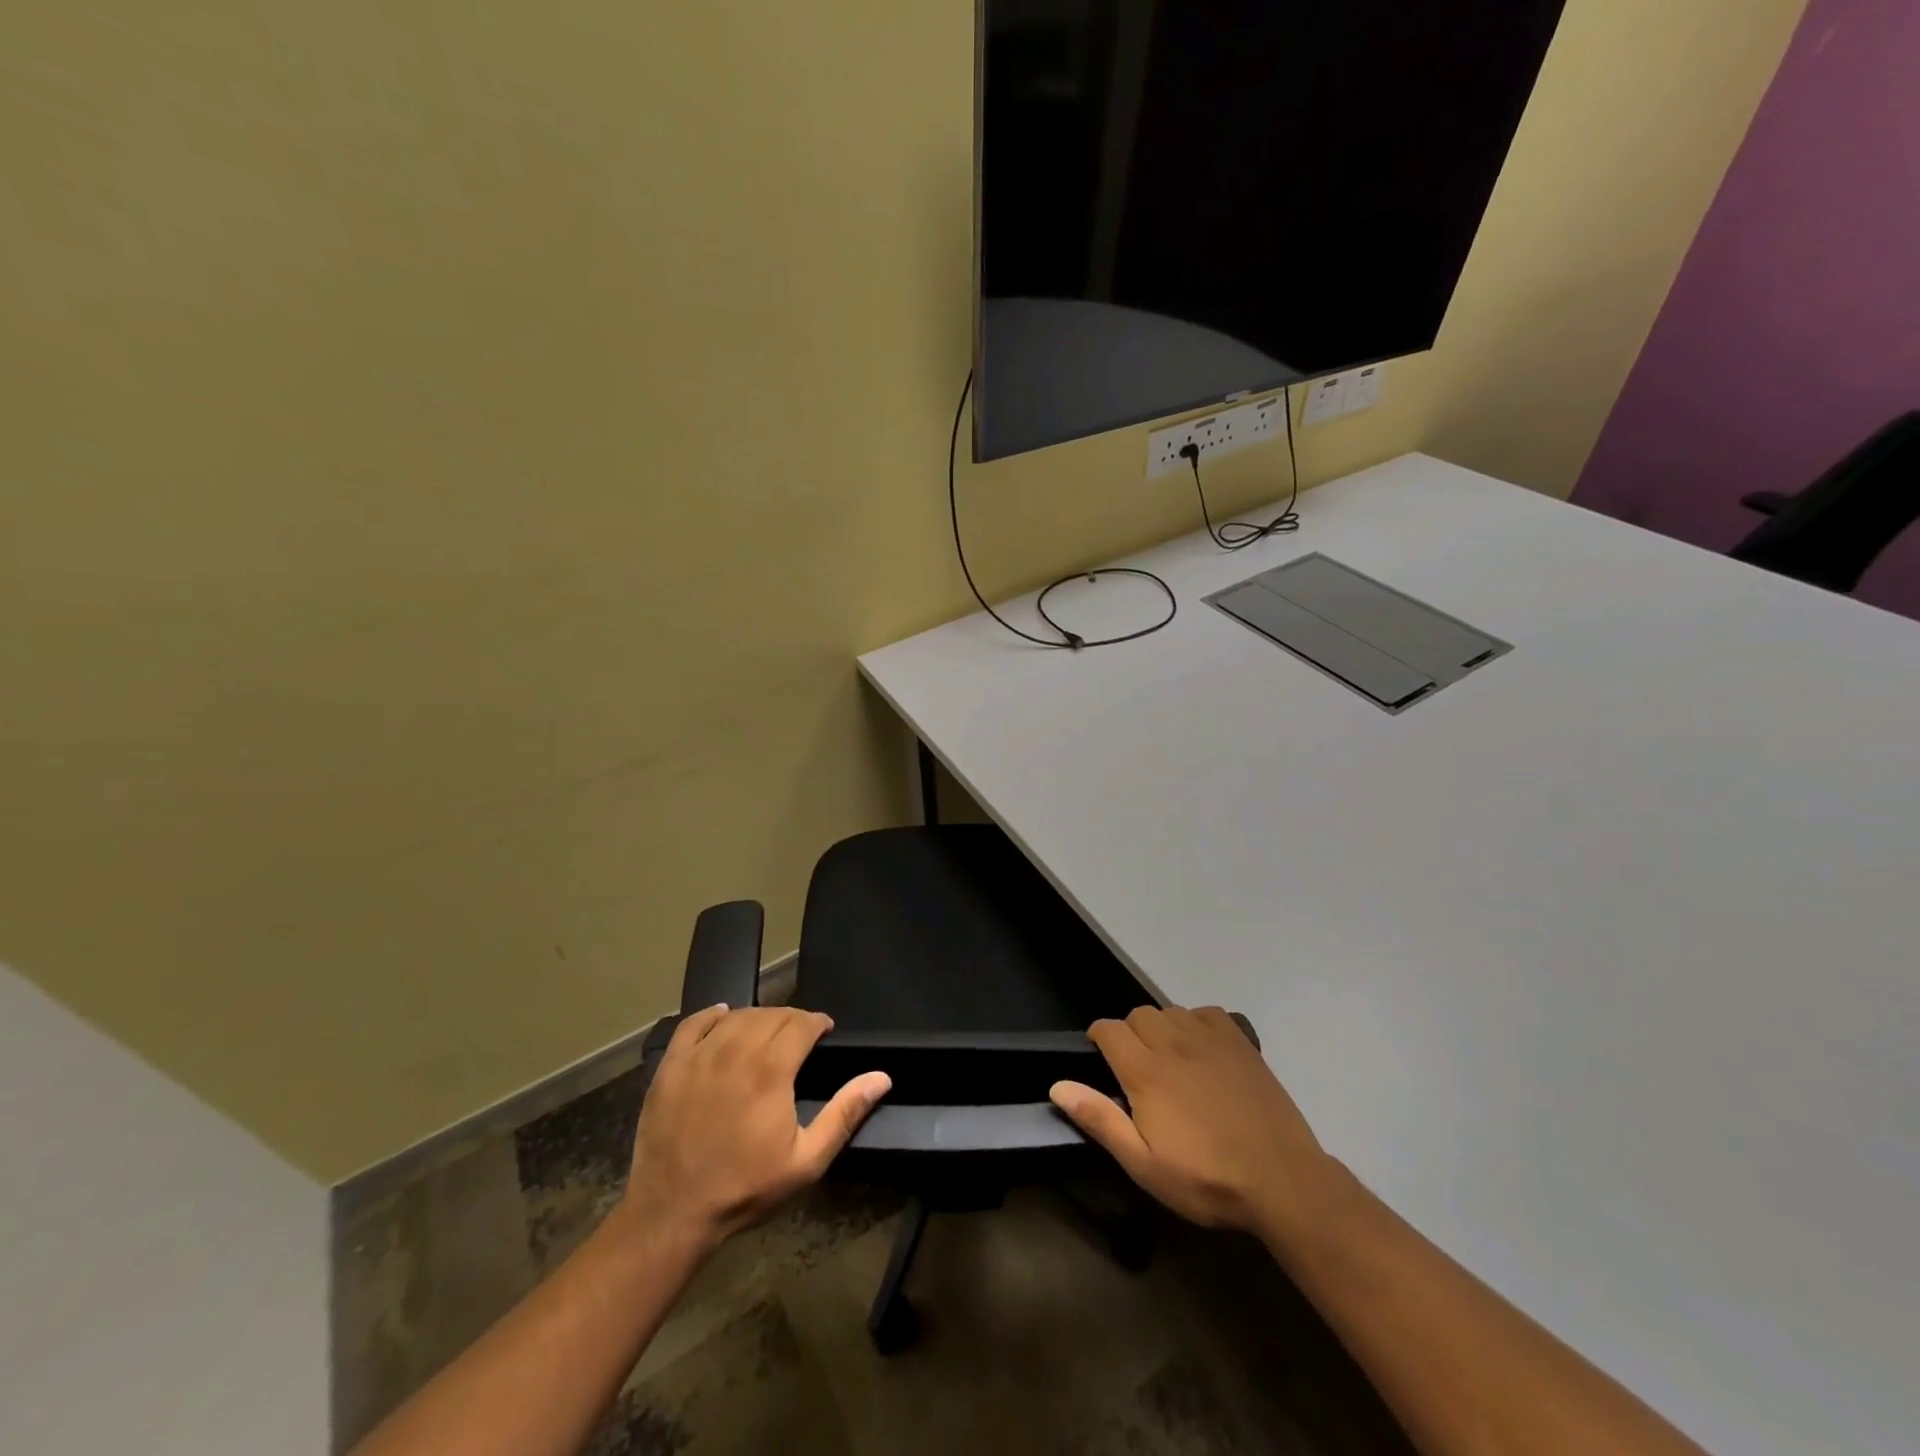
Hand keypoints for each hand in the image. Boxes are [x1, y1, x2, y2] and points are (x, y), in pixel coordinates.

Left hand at [617, 1006, 890, 1254]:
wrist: (671, 1213)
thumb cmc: (745, 1188)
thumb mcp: (806, 1161)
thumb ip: (844, 1114)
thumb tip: (881, 1077)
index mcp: (771, 1070)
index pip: (801, 1023)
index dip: (818, 1022)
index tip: (825, 1031)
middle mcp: (736, 1050)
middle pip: (772, 1015)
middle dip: (793, 1019)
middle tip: (801, 1037)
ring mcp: (700, 1055)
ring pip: (737, 1016)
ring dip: (759, 1017)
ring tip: (768, 1032)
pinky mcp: (671, 1065)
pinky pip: (694, 1023)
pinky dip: (712, 1015)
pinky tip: (723, 1017)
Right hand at [1050, 1005, 1335, 1245]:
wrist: (1282, 1180)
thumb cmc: (1206, 1179)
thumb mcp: (1144, 1165)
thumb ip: (1101, 1120)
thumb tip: (1058, 1086)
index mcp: (1146, 1071)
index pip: (1108, 1029)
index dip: (1099, 1039)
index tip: (1102, 1061)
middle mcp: (1174, 1043)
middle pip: (1138, 1015)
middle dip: (1129, 1034)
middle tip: (1137, 1070)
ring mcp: (1210, 1039)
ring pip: (1170, 1011)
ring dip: (1161, 1028)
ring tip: (1169, 1061)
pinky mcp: (1240, 1043)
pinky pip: (1206, 1013)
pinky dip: (1196, 1023)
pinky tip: (1202, 1050)